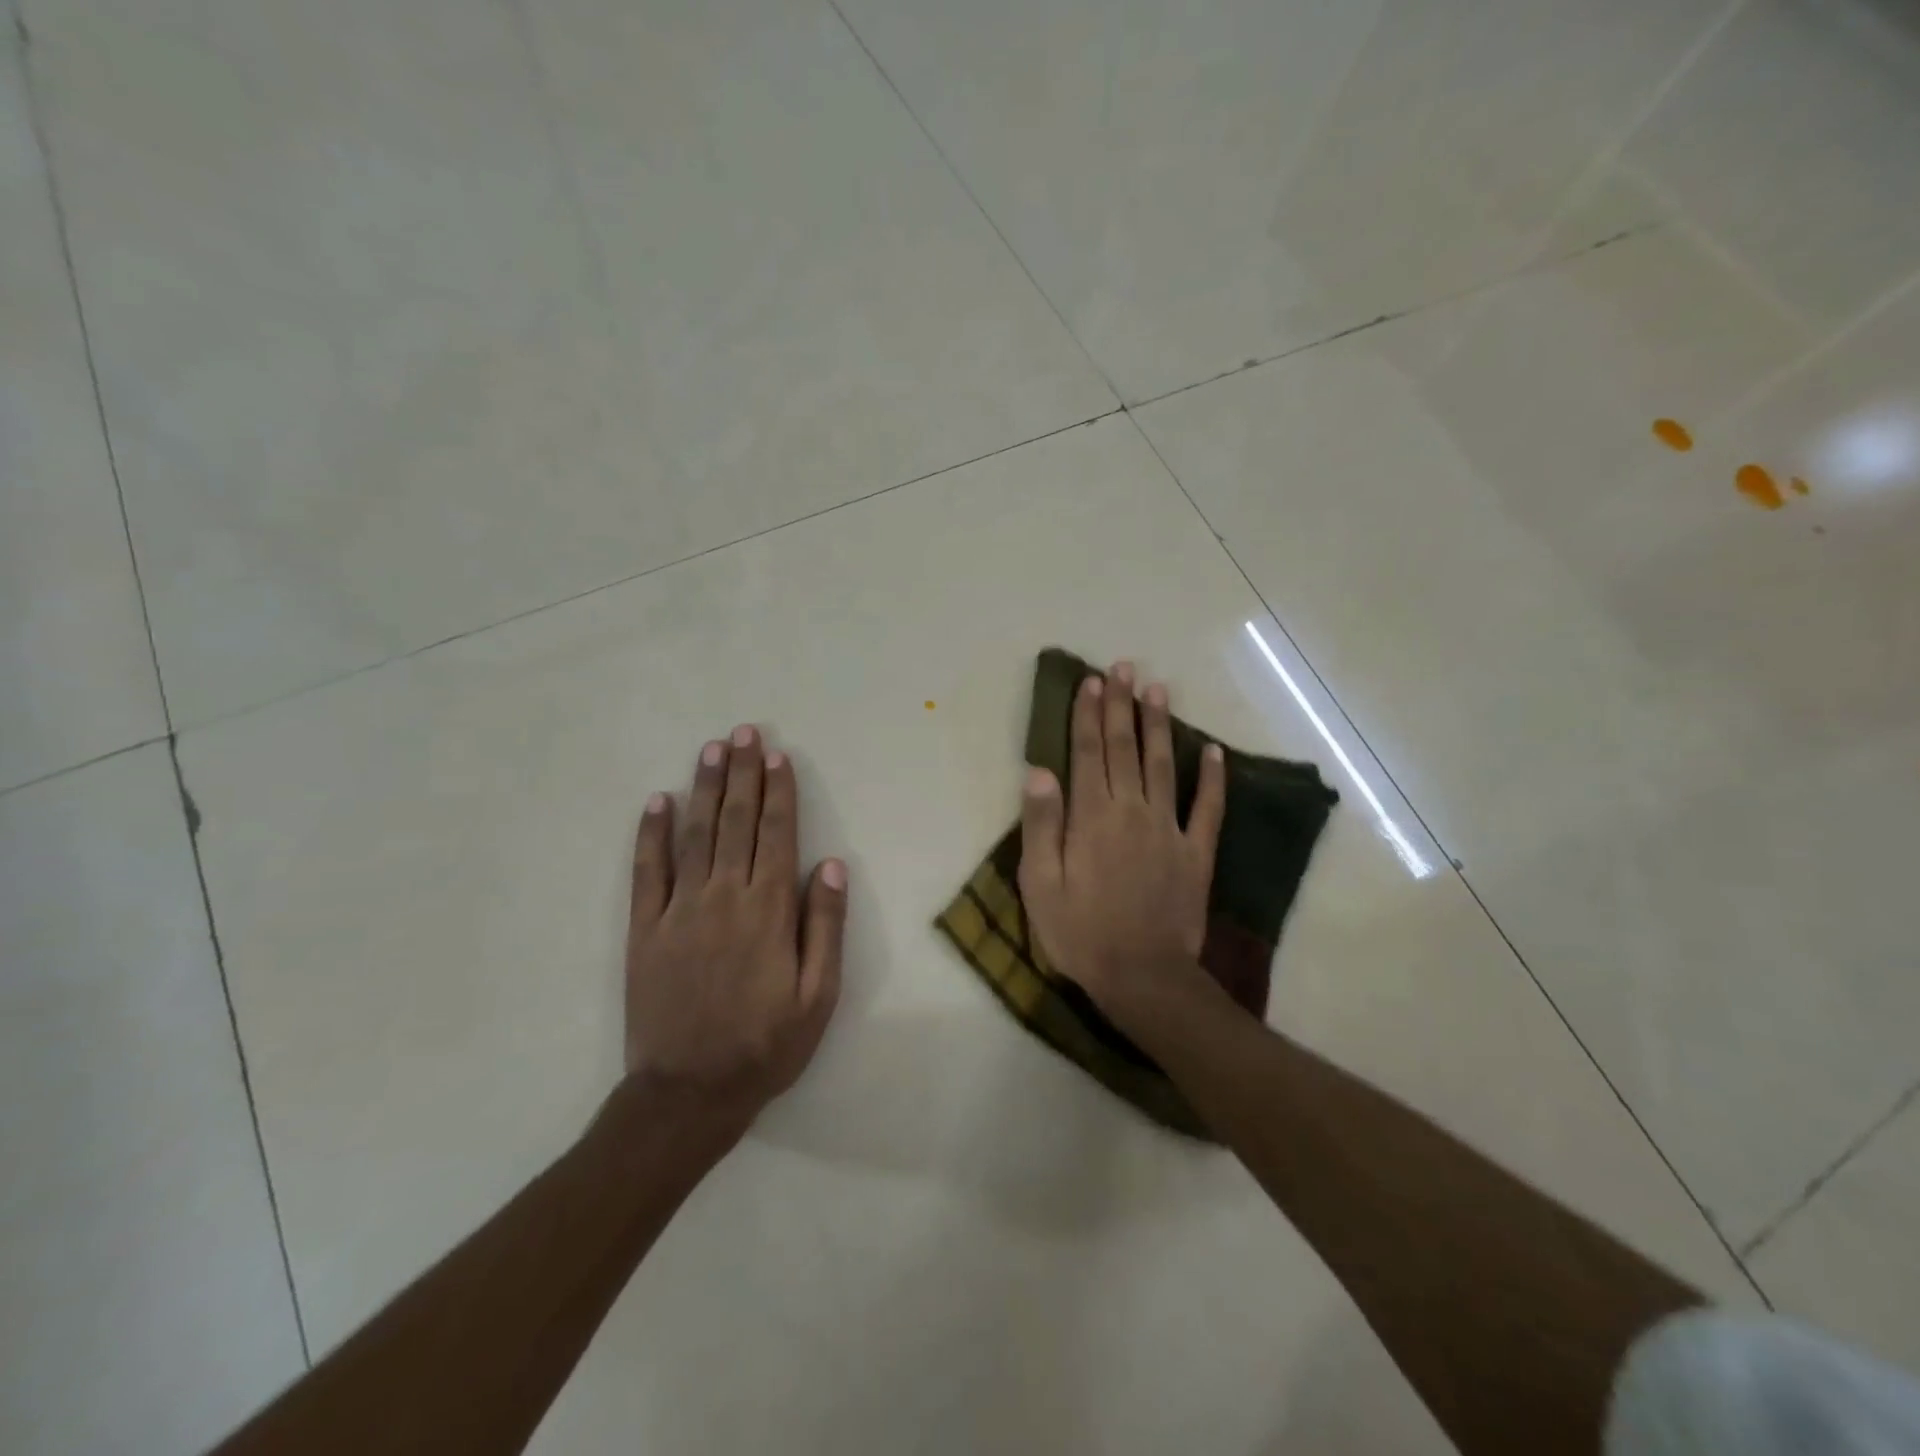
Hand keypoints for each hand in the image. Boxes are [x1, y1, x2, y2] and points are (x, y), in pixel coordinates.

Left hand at [624, 725, 845, 1127]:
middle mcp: (724, 897)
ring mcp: (679, 910)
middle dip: (743, 774)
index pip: (776, 835)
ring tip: (711, 750)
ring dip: (704, 788)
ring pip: (694, 835)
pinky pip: (647, 871)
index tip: (778, 756)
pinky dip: (651, 834)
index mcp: (769, 911)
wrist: (689, 1093)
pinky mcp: (644, 929)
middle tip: (744, 732)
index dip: (779, 792)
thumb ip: (825, 927)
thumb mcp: (818, 996)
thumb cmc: (766, 1045)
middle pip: (736, 822)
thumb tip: (829, 865)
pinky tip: (657, 801)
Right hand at [1018, 661, 1225, 1027]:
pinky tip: (1214, 751)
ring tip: (1158, 690)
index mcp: (1091, 816)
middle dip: (1121, 706)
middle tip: (1124, 668)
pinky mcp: (1197, 853)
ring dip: (1160, 725)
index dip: (1088, 714)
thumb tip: (1039, 771)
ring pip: (1164, 765)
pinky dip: (1213, 778)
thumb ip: (1041, 825)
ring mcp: (1169, 829)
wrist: (1143, 977)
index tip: (1091, 682)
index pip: (1087, 752)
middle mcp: (1131, 810)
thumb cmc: (1080, 933)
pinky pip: (1208, 808)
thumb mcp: (1040, 884)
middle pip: (1124, 748)